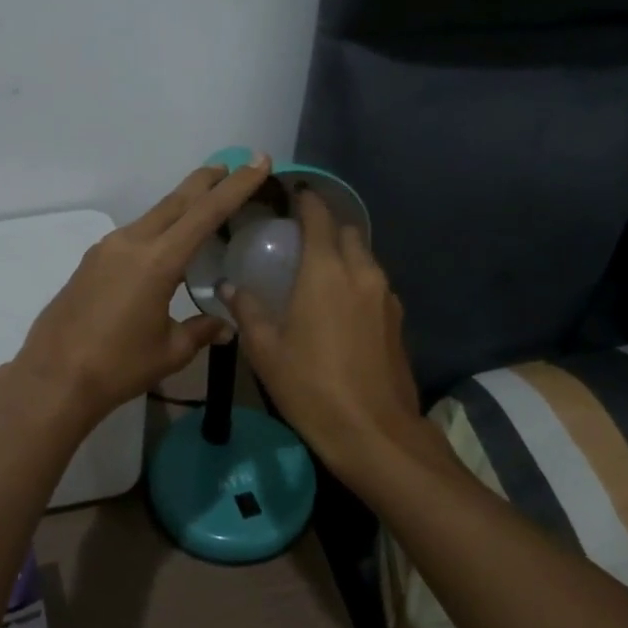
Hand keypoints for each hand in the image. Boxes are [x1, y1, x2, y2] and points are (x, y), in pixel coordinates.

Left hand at [13, 156, 274, 424]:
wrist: (53, 377)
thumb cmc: (117, 366)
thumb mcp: (170, 351)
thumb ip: (200, 331)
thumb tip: (225, 326)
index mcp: (157, 261)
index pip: (206, 213)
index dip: (236, 186)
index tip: (257, 161)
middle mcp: (131, 243)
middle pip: (176, 202)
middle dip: (206, 182)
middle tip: (231, 166)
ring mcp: (107, 249)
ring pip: (153, 216)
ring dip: (180, 205)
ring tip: (202, 201)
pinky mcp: (91, 262)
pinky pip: (133, 234)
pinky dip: (158, 228)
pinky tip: (164, 244)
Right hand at [224, 189, 424, 472]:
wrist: (374, 433)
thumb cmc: (311, 387)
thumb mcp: (266, 351)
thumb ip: (247, 311)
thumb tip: (229, 287)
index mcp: (326, 272)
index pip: (319, 217)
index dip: (306, 200)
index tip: (291, 194)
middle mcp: (362, 273)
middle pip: (348, 232)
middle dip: (326, 226)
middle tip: (299, 237)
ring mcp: (386, 297)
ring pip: (365, 258)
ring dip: (344, 254)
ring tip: (317, 271)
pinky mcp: (398, 320)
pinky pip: (374, 284)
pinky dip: (356, 280)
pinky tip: (338, 305)